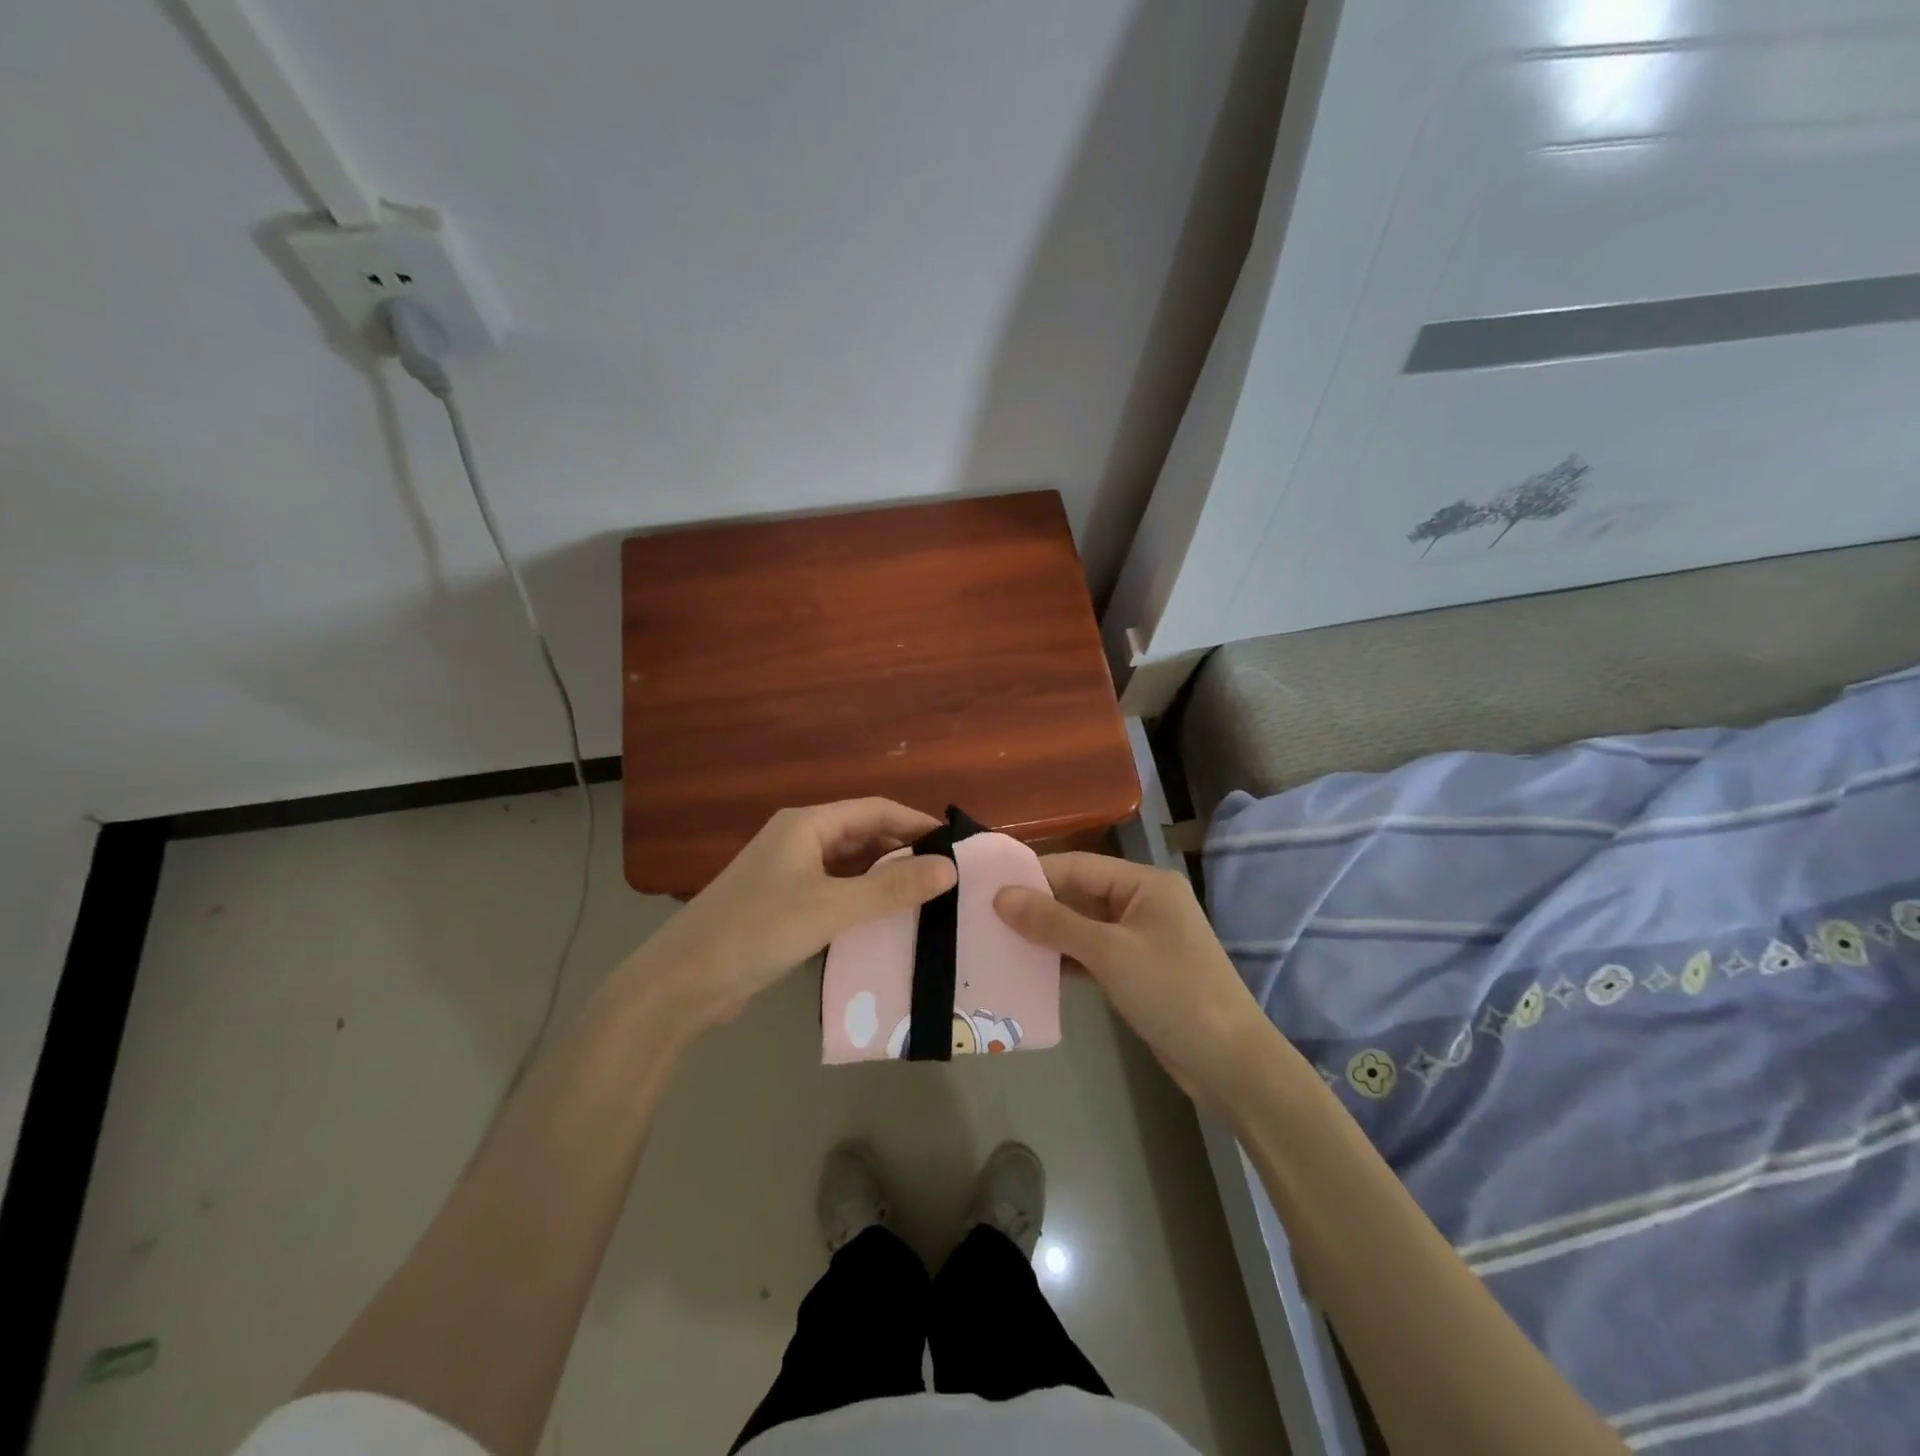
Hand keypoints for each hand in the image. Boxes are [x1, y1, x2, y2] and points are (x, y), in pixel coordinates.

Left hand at [623, 800, 956, 1035]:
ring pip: (849, 866)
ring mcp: (788, 873)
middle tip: (949, 875)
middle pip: (863, 835)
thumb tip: (950, 867)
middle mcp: (799, 840)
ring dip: (884, 877)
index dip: (917, 822)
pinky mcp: (783, 905)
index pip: (875, 809)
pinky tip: (886, 921)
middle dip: (904, 850)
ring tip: (928, 897)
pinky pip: (835, 892)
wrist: (684, 982)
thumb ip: (892, 888)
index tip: (956, 845)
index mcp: (807, 824)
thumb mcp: (831, 907)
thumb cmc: (759, 930)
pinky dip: (862, 900)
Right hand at [993, 853, 1275, 1110]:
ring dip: (1047, 936)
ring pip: (1082, 927)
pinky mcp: (1137, 971)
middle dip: (1037, 906)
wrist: (1228, 1062)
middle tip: (984, 916)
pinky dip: (1065, 961)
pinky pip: (1092, 955)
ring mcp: (1141, 938)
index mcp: (1145, 883)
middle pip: (1079, 895)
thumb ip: (1053, 921)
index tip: (988, 884)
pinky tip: (1031, 971)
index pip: (1078, 866)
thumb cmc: (1172, 991)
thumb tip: (1001, 896)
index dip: (1033, 874)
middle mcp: (1143, 903)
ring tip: (998, 942)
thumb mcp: (1109, 952)